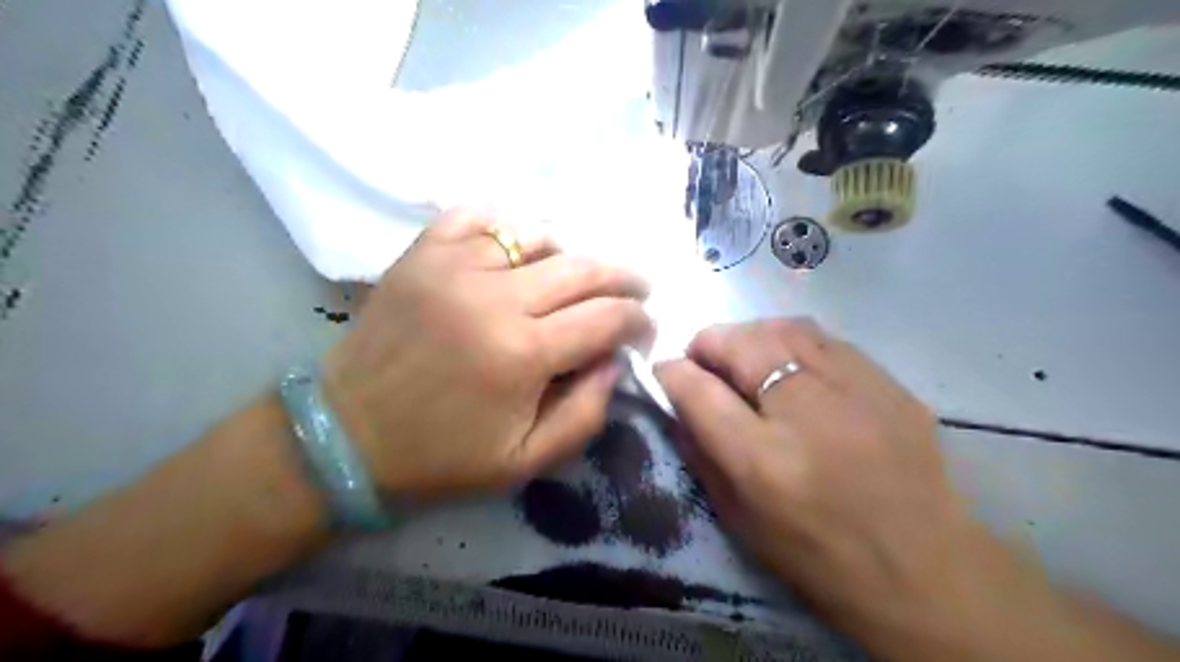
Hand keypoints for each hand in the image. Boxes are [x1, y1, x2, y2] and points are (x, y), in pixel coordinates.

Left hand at [320, 211, 654, 500]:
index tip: (644, 330)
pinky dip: (507, 228)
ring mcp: (454, 266)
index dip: (638, 320)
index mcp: (523, 354)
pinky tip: (517, 250)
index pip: (607, 318)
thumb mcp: (526, 461)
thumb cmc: (441, 456)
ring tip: (577, 276)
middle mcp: (494, 298)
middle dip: (623, 278)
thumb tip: (614, 361)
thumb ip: (586, 414)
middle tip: (637, 289)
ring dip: (570, 255)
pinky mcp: (422, 254)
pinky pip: (478, 218)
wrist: (347, 435)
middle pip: (583, 269)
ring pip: (537, 236)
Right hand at [661, 318, 1056, 657]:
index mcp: (762, 460)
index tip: (665, 371)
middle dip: (708, 344)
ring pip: (784, 328)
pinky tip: (793, 363)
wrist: (925, 571)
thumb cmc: (818, 557)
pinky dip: (793, 341)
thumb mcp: (739, 519)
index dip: (671, 372)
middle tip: (704, 362)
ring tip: (744, 356)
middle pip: (740, 343)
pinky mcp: (889, 384)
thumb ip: (700, 454)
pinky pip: (826, 339)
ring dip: (750, 335)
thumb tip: (677, 402)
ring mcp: (855, 391)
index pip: (697, 390)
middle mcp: (806, 413)